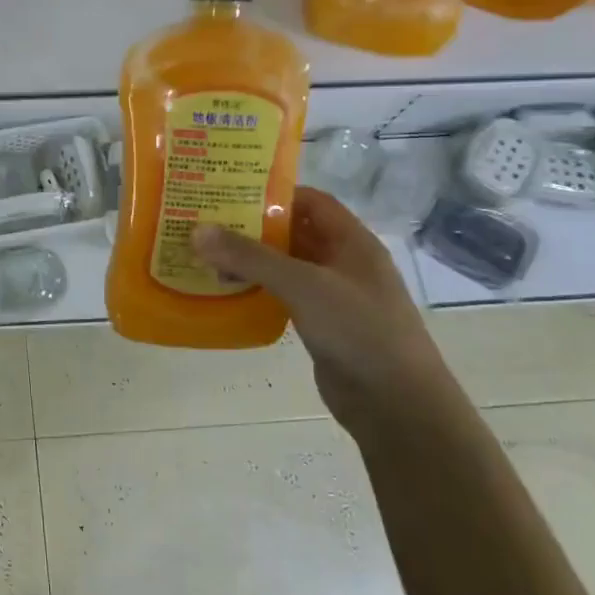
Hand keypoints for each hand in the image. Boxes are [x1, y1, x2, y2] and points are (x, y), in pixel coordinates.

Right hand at [191, 188, 468, 441]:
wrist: (396, 404)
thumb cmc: (359, 330)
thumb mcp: (303, 285)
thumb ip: (251, 257)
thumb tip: (198, 230)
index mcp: (352, 242)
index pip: (311, 201)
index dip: (274, 193)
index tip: (229, 191)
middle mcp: (343, 263)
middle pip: (294, 232)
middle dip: (253, 227)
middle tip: (206, 221)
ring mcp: (333, 296)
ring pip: (285, 266)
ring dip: (251, 260)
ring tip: (206, 255)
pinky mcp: (321, 325)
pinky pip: (283, 296)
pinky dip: (257, 289)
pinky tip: (226, 291)